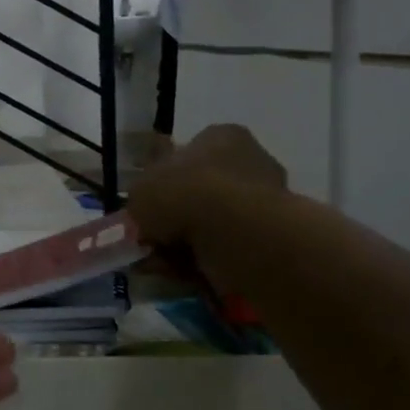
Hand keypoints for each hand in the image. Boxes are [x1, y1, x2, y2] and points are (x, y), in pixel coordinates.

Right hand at [127, 124, 286, 285]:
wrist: (235, 233)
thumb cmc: (183, 194)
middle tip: (149, 238)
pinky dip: (201, 260)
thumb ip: (139, 198)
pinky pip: (224, 247)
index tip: (146, 206)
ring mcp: (264, 201)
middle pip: (199, 191)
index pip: (187, 153)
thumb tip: (144, 210)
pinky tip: (180, 272)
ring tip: (159, 261)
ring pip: (210, 224)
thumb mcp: (140, 189)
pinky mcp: (270, 237)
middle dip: (173, 218)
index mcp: (220, 137)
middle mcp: (248, 161)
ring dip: (182, 243)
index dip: (161, 181)